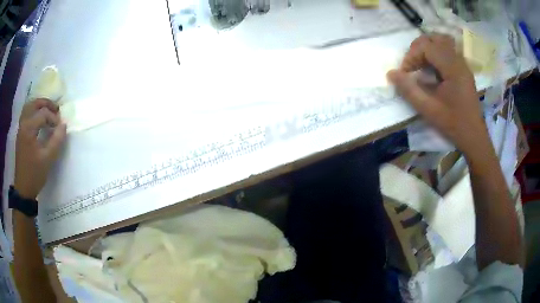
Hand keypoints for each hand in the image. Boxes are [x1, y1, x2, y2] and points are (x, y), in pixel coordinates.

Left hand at [14, 99, 66, 199]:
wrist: (23, 189)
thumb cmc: (34, 174)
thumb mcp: (47, 159)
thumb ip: (57, 140)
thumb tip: (64, 125)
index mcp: (28, 128)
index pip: (43, 113)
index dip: (53, 118)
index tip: (60, 128)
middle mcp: (23, 124)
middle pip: (34, 104)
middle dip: (46, 103)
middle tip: (56, 109)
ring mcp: (20, 129)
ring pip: (29, 107)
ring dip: (39, 106)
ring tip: (47, 111)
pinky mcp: (20, 134)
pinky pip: (26, 115)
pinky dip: (33, 112)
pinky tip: (38, 120)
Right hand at [387, 34, 489, 156]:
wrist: (474, 136)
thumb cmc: (453, 124)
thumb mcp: (429, 110)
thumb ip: (409, 90)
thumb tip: (391, 73)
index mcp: (452, 68)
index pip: (426, 46)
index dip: (411, 56)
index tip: (405, 73)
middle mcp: (458, 60)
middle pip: (434, 38)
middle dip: (419, 48)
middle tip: (412, 64)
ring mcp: (462, 64)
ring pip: (442, 41)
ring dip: (428, 48)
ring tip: (422, 64)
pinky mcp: (464, 69)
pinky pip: (448, 51)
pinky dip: (437, 54)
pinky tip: (433, 70)